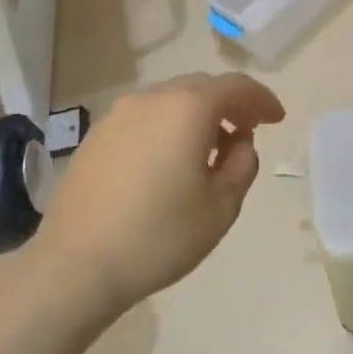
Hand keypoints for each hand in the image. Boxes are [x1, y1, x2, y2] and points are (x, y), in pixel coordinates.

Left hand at [34, 73, 285, 314]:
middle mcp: (152, 99)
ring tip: (208, 151)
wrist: (75, 266)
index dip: (262, 99)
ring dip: (197, 116)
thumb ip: (242, 165)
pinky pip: (144, 119)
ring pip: (170, 101)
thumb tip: (239, 144)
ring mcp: (118, 115)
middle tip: (247, 131)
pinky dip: (167, 128)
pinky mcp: (95, 137)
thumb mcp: (221, 207)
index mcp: (188, 108)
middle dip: (230, 105)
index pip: (236, 87)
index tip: (277, 119)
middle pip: (201, 87)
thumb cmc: (159, 236)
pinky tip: (168, 163)